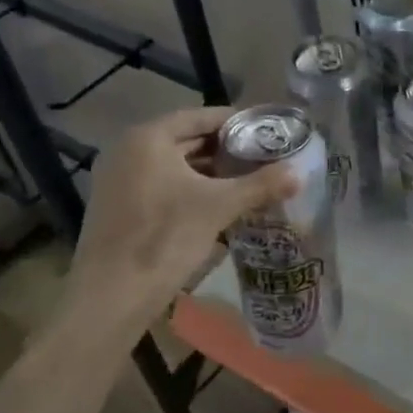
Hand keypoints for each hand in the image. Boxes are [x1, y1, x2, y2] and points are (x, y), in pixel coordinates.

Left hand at [64, 107, 296, 332]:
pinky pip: (160, 186)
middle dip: (225, 150)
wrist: (112, 295)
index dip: (237, 123)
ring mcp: (117, 179)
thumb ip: (260, 185)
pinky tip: (215, 207)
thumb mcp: (219, 207)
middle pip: (186, 140)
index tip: (266, 132)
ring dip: (208, 173)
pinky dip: (188, 190)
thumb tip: (299, 173)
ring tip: (246, 182)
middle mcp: (127, 150)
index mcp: (148, 137)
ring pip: (173, 166)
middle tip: (261, 158)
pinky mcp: (116, 206)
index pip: (201, 116)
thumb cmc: (166, 238)